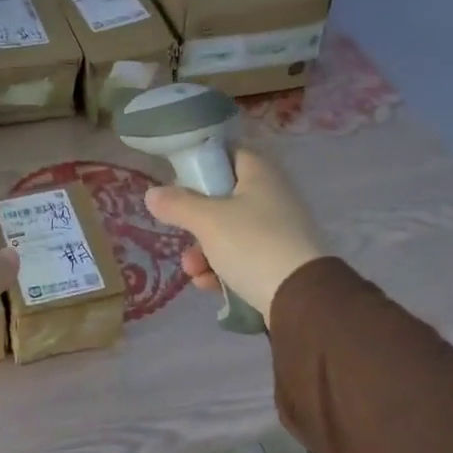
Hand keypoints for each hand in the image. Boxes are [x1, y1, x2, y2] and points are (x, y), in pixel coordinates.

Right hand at [145, 149, 323, 320]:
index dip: (204, 162)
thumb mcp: (207, 221)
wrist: (300, 298)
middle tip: (181, 233)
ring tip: (194, 271)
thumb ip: (177, 204)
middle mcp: (273, 197)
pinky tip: (209, 285)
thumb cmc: (252, 244)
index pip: (230, 153)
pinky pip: (243, 258)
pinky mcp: (280, 262)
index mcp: (261, 175)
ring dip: (205, 251)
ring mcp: (278, 231)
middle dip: (196, 222)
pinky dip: (223, 270)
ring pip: (230, 233)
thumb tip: (152, 194)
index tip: (179, 179)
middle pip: (224, 198)